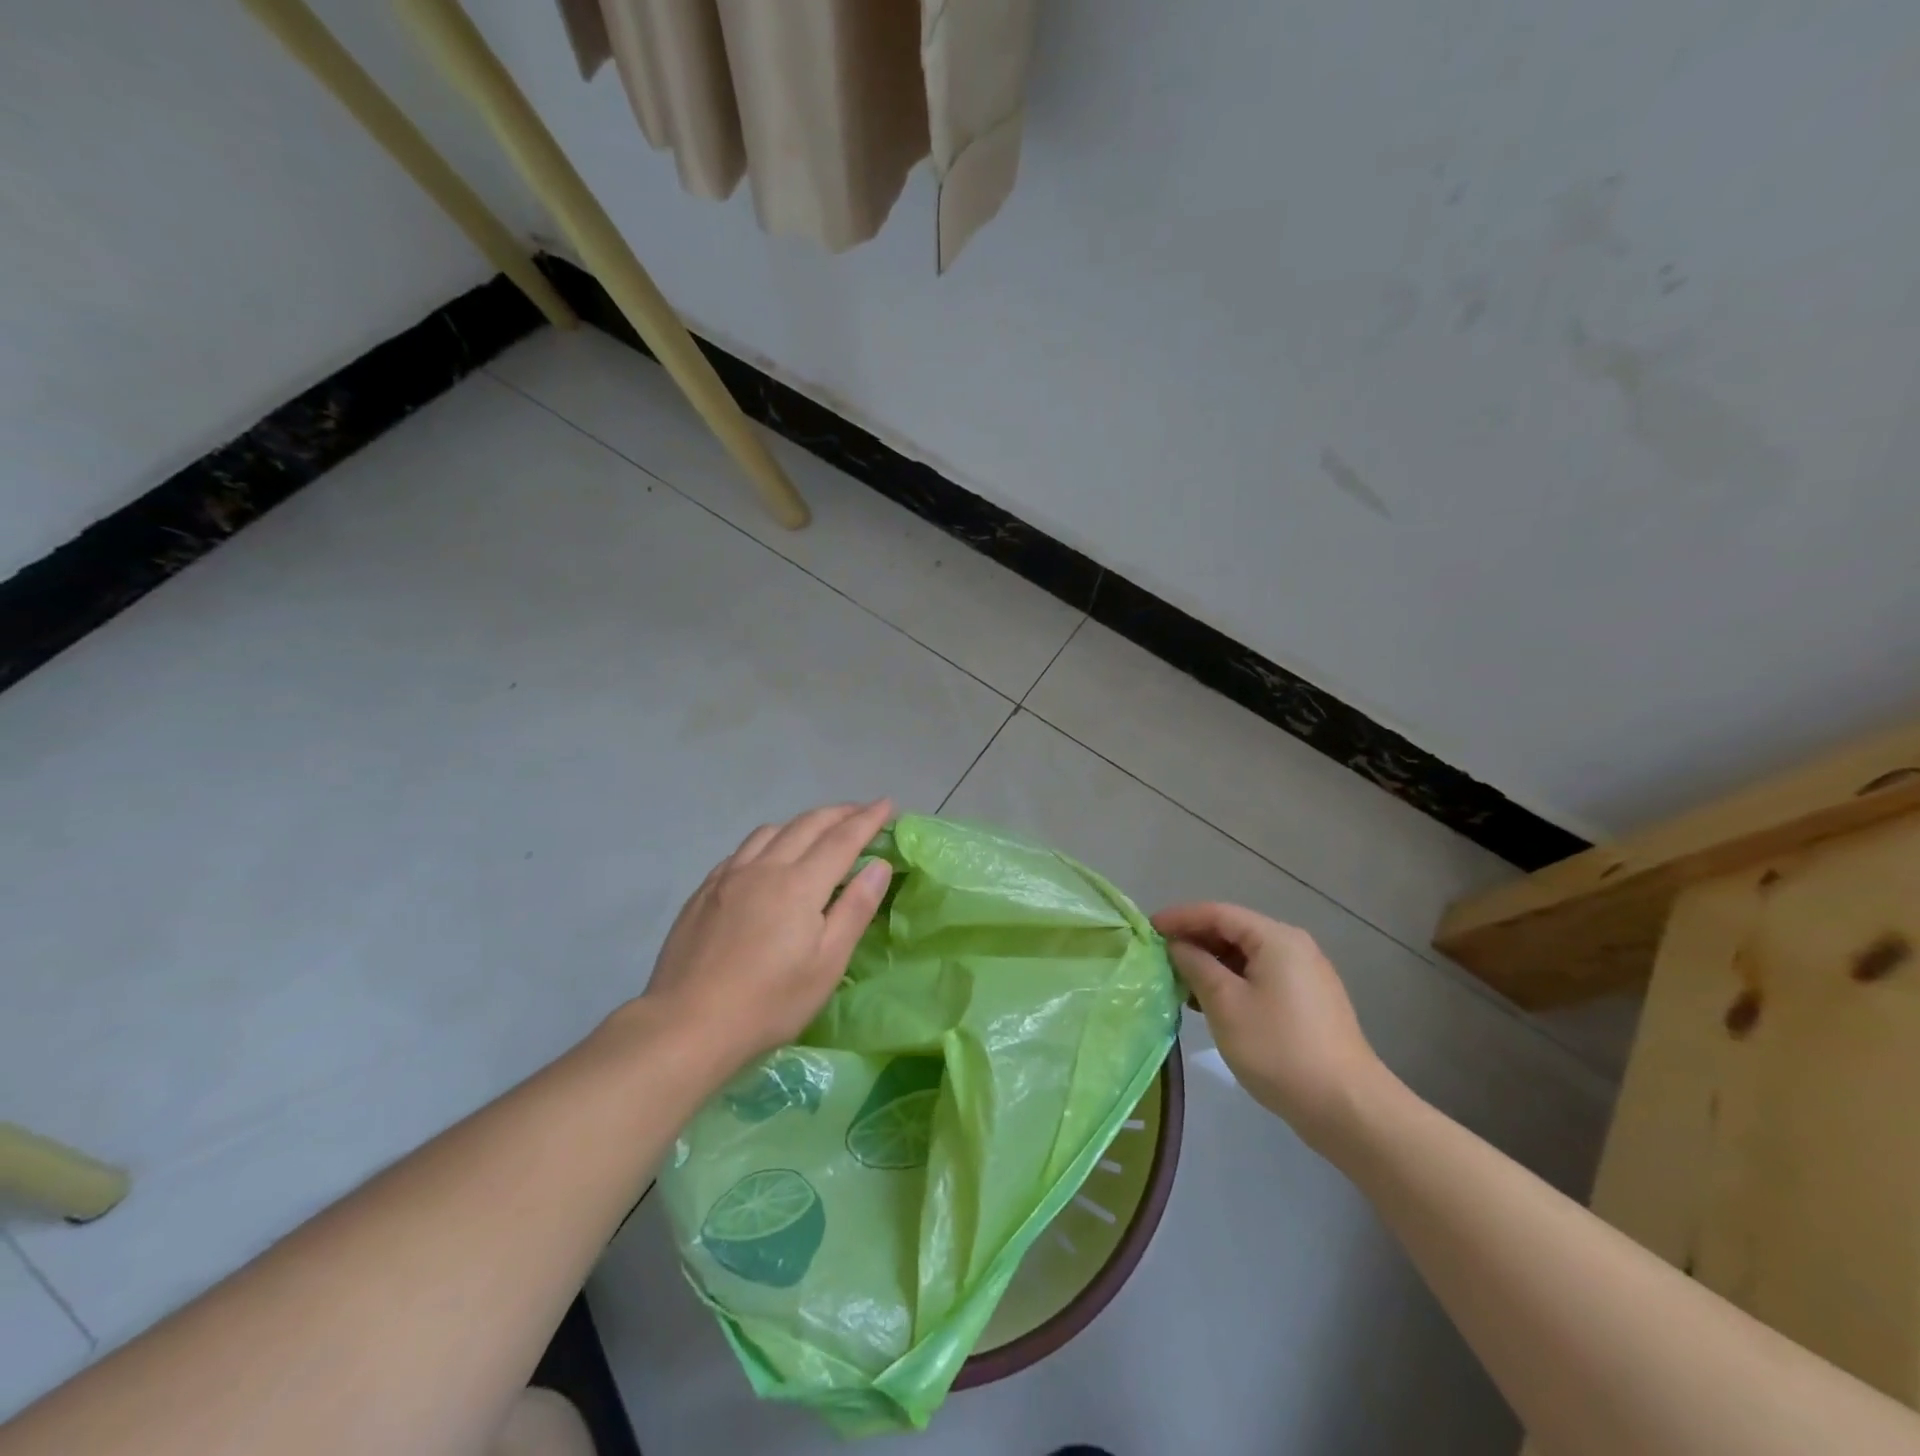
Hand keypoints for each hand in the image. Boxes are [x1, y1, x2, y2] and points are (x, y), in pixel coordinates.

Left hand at [641, 801, 894, 1076]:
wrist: (687, 1025)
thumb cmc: (769, 1001)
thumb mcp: (827, 963)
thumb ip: (855, 908)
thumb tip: (879, 865)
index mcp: (799, 884)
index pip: (842, 839)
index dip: (867, 819)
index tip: (887, 804)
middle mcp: (764, 867)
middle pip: (807, 825)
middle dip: (839, 813)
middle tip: (862, 811)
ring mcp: (729, 876)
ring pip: (771, 831)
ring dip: (802, 822)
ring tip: (818, 830)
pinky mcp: (704, 891)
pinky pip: (743, 850)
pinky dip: (769, 840)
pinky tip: (768, 857)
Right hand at [1153, 902, 1393, 1146]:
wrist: (1346, 1107)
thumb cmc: (1278, 1048)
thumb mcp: (1225, 1004)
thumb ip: (1196, 965)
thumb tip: (1178, 945)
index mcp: (1275, 938)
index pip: (1218, 913)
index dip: (1180, 918)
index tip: (1147, 929)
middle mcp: (1294, 946)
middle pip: (1234, 930)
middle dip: (1195, 939)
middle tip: (1159, 955)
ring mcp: (1305, 974)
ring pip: (1247, 955)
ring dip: (1211, 962)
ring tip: (1178, 980)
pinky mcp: (1308, 1001)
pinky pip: (1261, 975)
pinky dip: (1232, 980)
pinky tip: (1211, 1001)